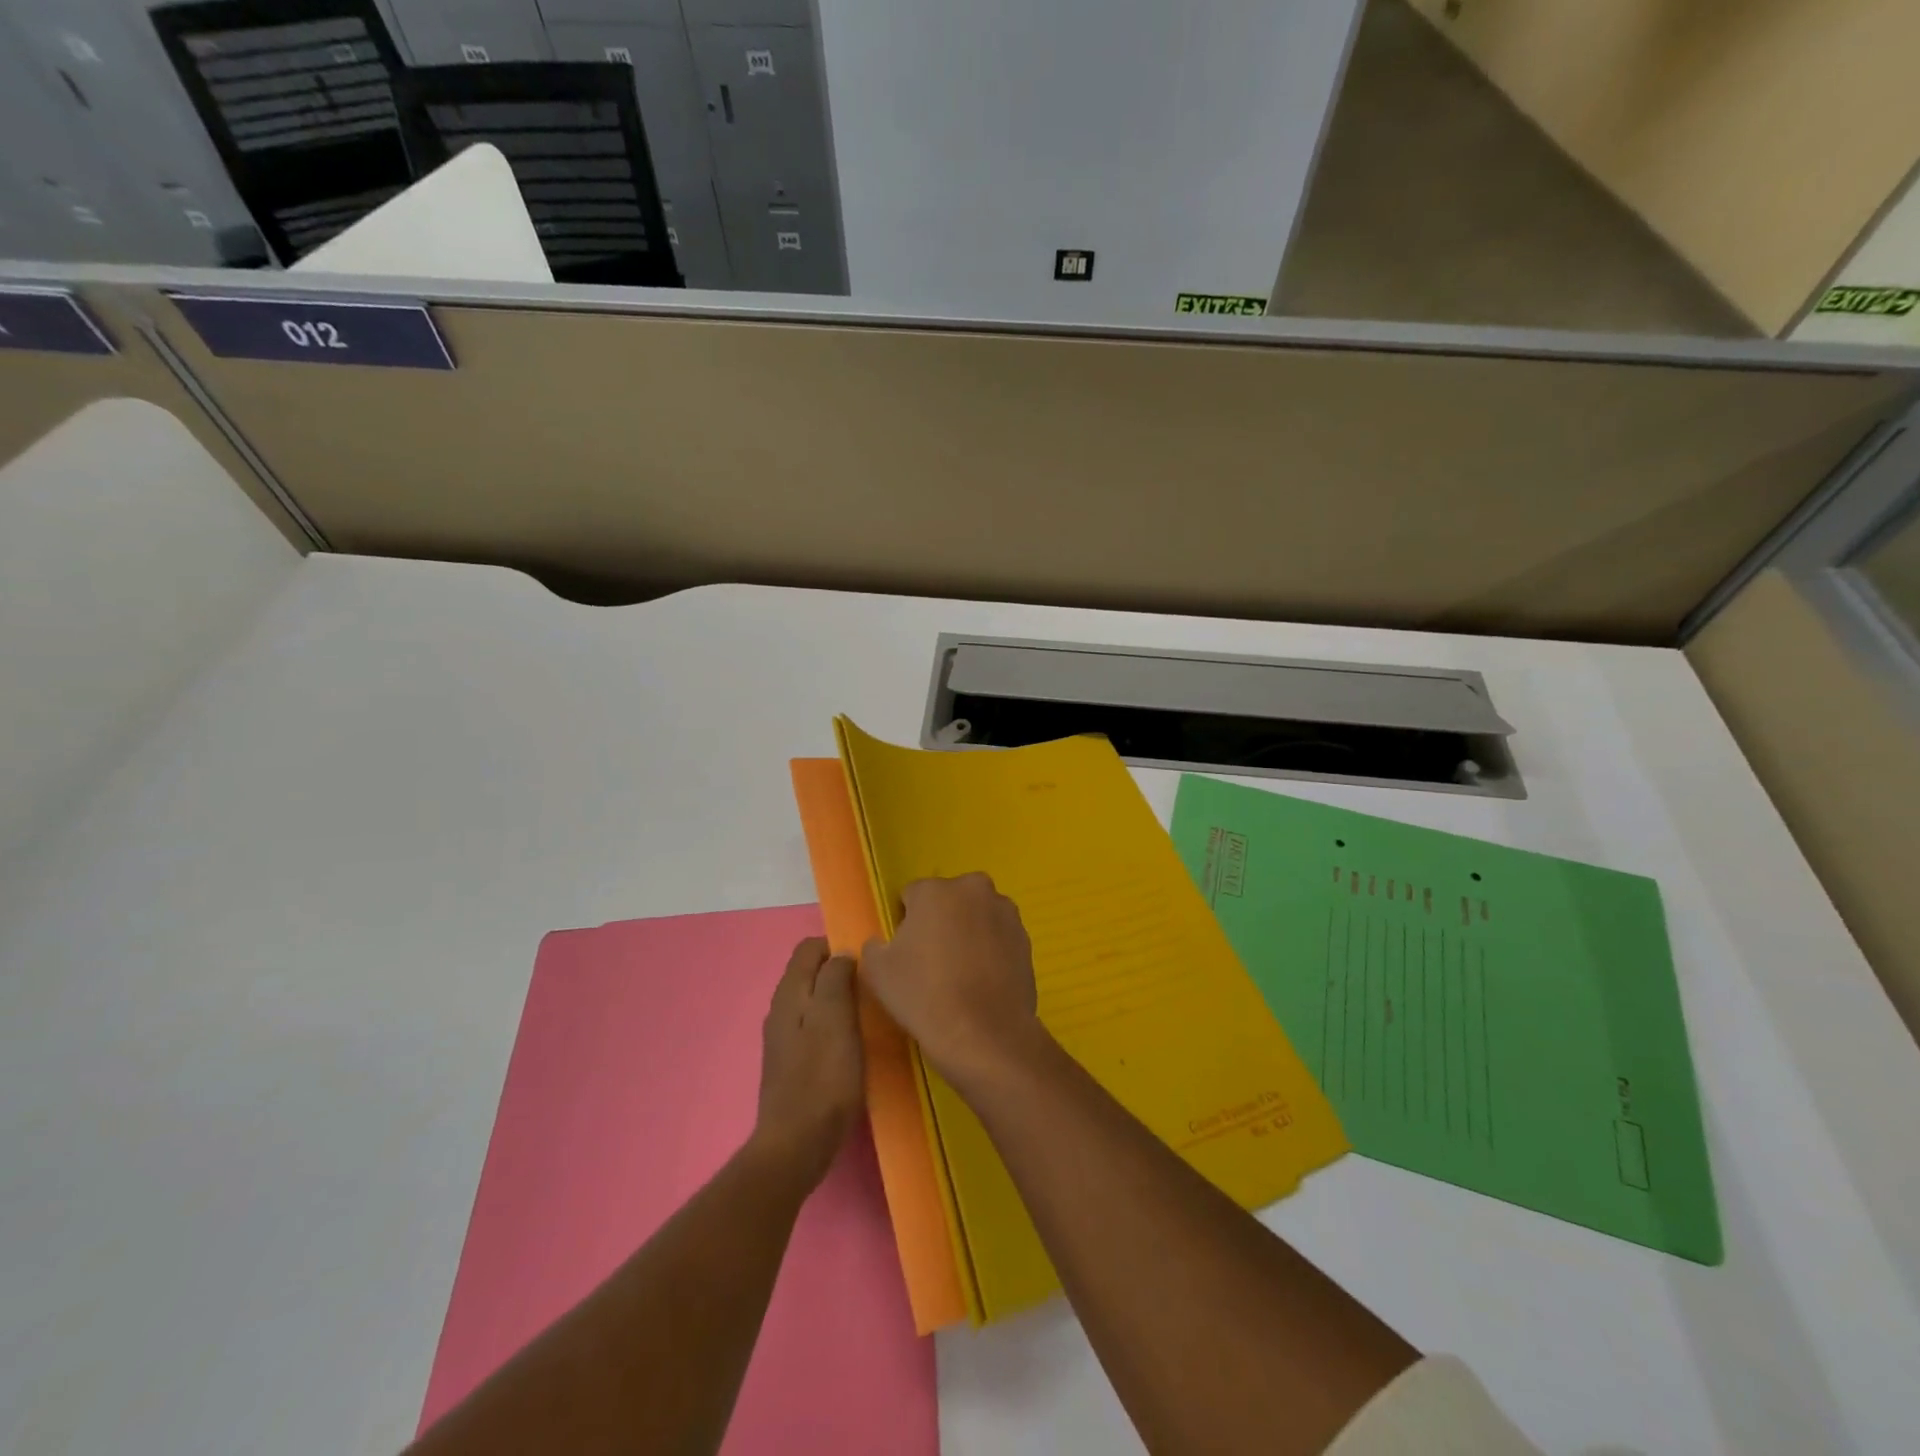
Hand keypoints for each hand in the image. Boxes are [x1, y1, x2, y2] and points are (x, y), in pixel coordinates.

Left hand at [751, 937, 863, 1186]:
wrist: (796, 1145)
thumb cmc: (822, 1078)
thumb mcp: (835, 1019)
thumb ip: (836, 979)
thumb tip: (841, 954)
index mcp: (789, 994)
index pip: (809, 947)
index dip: (837, 946)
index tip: (866, 962)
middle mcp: (781, 1010)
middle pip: (809, 972)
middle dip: (839, 971)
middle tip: (872, 986)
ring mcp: (784, 1039)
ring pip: (812, 1000)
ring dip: (837, 998)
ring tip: (867, 1011)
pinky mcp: (792, 1064)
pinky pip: (813, 1026)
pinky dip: (833, 1023)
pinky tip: (851, 1042)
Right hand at [860, 873, 1047, 1091]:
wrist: (985, 1033)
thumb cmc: (924, 995)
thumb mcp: (877, 971)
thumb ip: (875, 946)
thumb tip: (884, 943)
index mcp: (935, 889)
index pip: (912, 896)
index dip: (906, 922)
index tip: (906, 951)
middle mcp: (974, 889)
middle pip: (949, 900)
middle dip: (941, 920)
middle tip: (933, 960)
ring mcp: (1005, 912)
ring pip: (976, 916)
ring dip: (969, 932)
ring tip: (961, 974)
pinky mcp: (1026, 938)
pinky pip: (998, 937)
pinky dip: (990, 950)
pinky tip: (982, 982)